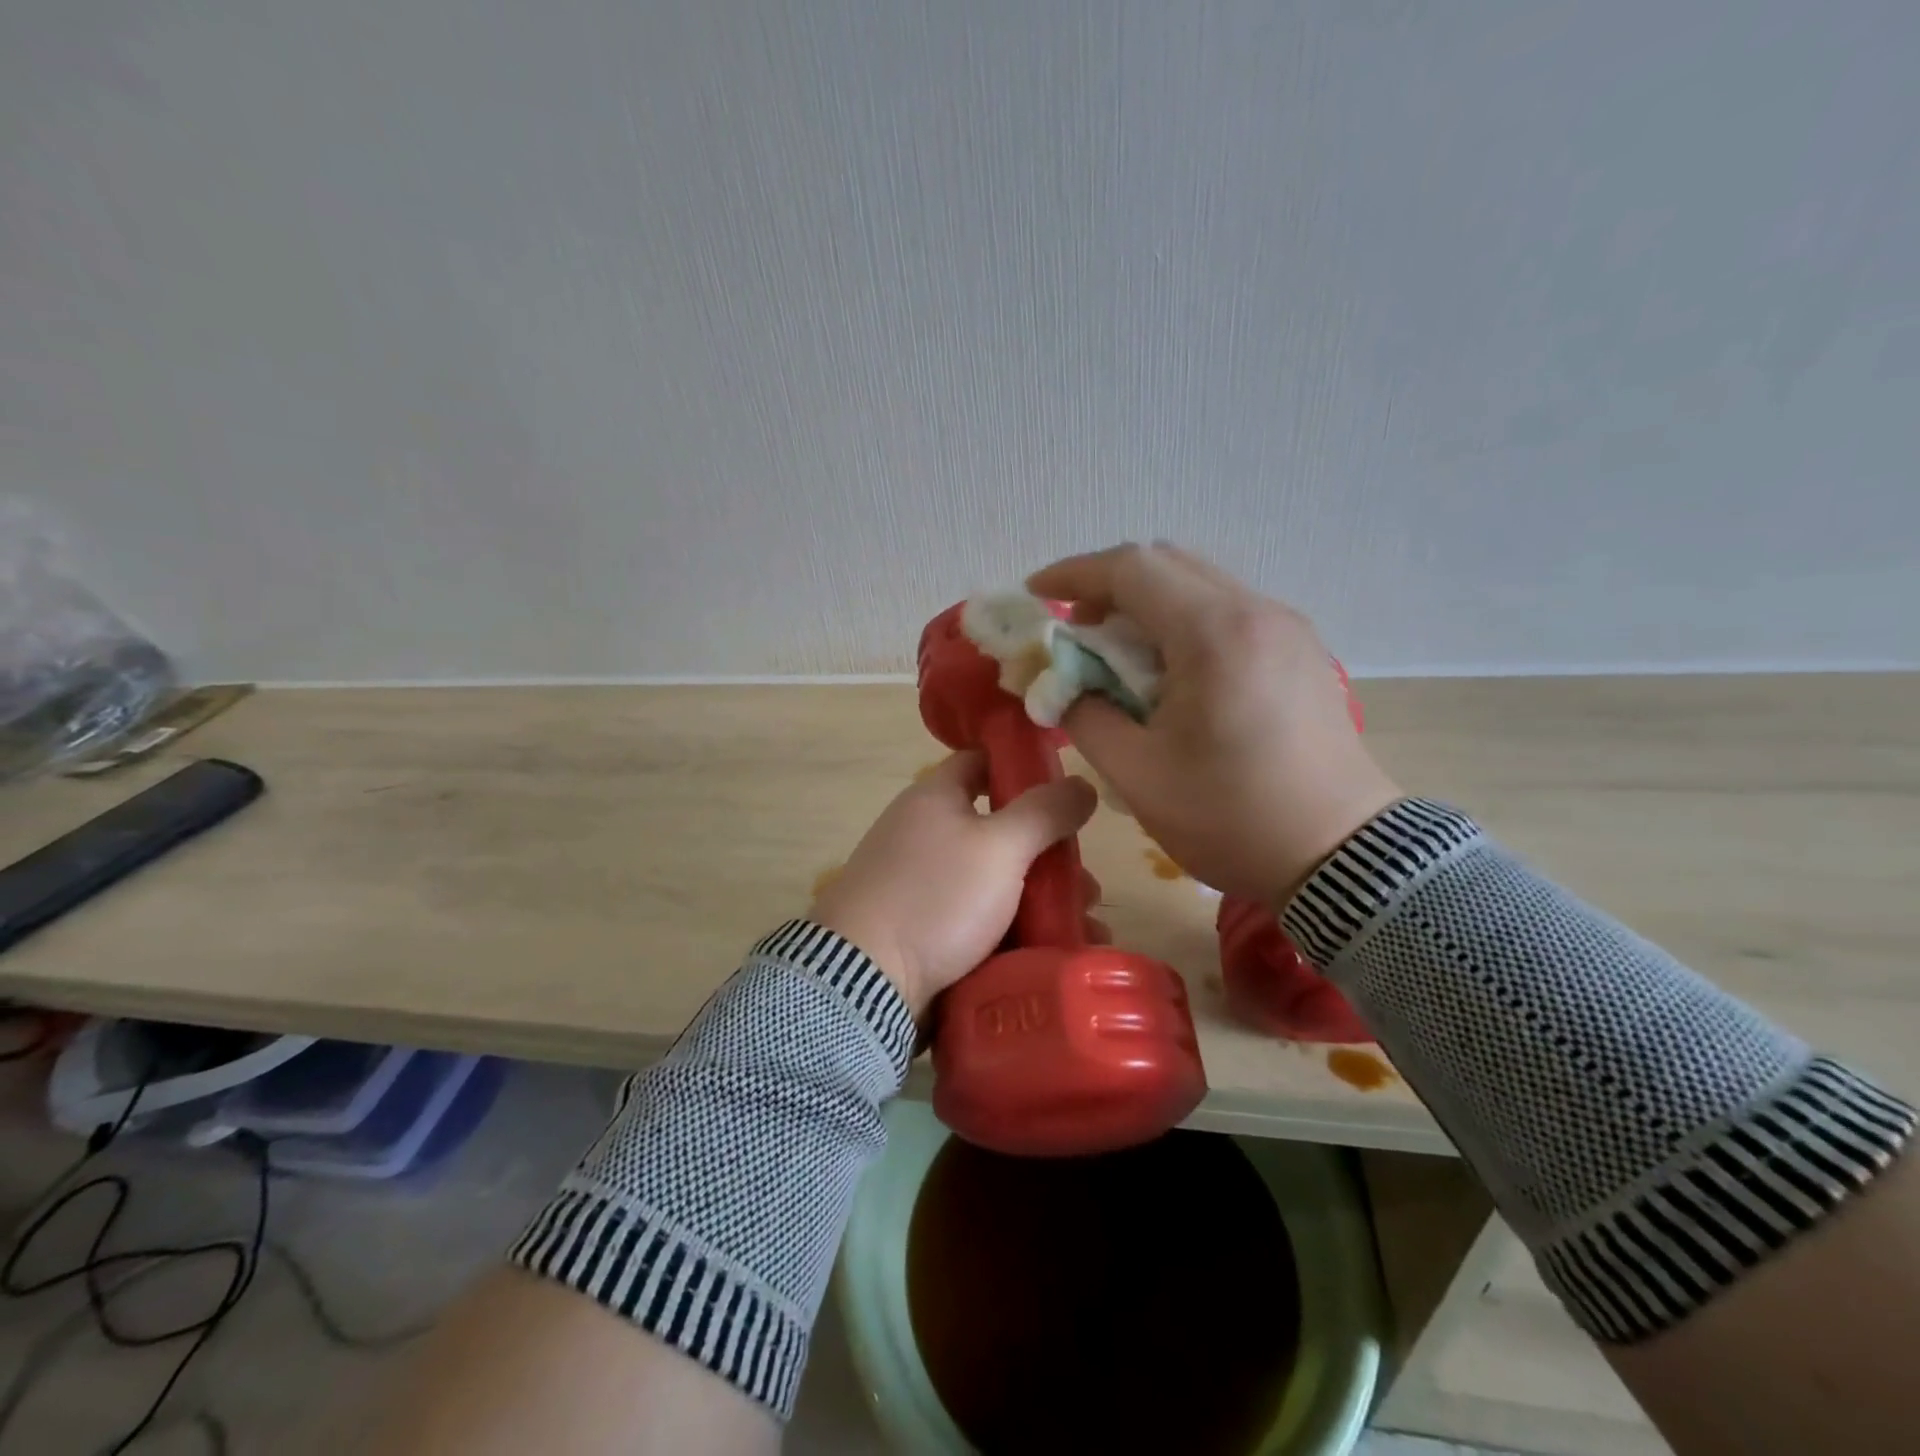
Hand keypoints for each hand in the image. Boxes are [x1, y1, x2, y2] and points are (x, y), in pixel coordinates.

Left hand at [810, 752, 1098, 1020]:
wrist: (865, 981)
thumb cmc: (936, 896)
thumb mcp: (1000, 847)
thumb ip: (1044, 812)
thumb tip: (1082, 784)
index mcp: (934, 798)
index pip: (981, 763)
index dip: (1023, 769)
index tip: (1067, 791)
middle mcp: (924, 834)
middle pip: (999, 830)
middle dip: (1048, 856)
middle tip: (1086, 884)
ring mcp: (922, 885)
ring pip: (995, 882)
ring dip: (1041, 900)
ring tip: (1085, 928)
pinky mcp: (924, 931)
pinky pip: (981, 921)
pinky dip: (1017, 931)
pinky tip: (1054, 952)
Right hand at [1027, 543, 1400, 903]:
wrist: (1341, 857)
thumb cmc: (1231, 817)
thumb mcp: (1136, 774)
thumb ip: (1085, 714)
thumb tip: (1061, 685)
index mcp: (1214, 632)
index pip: (1130, 569)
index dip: (1073, 573)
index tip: (1035, 593)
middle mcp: (1256, 611)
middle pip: (1166, 564)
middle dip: (1109, 586)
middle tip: (1075, 630)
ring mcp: (1287, 627)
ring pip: (1200, 584)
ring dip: (1148, 605)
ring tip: (1119, 655)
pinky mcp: (1301, 651)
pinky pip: (1229, 611)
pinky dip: (1185, 622)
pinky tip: (1172, 672)